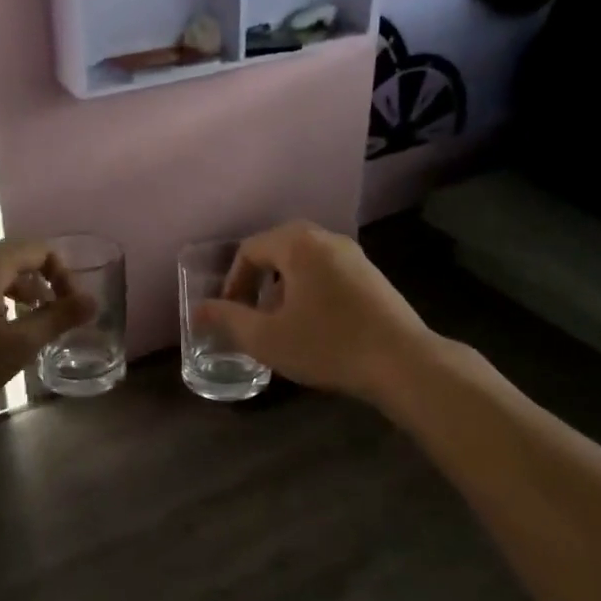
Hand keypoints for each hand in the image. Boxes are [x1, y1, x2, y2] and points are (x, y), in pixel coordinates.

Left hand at [0, 239, 94, 419]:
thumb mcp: (18, 344)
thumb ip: (59, 319)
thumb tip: (93, 301)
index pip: (40, 249)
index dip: (64, 273)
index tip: (70, 306)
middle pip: (15, 258)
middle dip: (41, 284)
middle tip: (52, 317)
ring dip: (16, 293)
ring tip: (24, 327)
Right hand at [193, 221, 433, 404]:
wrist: (403, 361)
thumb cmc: (328, 345)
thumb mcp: (268, 338)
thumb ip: (228, 320)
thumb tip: (198, 311)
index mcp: (297, 244)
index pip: (249, 250)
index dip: (232, 282)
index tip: (229, 313)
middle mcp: (325, 238)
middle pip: (277, 250)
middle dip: (257, 282)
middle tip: (251, 315)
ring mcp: (353, 254)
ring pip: (304, 262)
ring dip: (283, 287)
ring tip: (281, 323)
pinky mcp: (371, 274)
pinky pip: (327, 271)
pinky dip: (310, 290)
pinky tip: (316, 325)